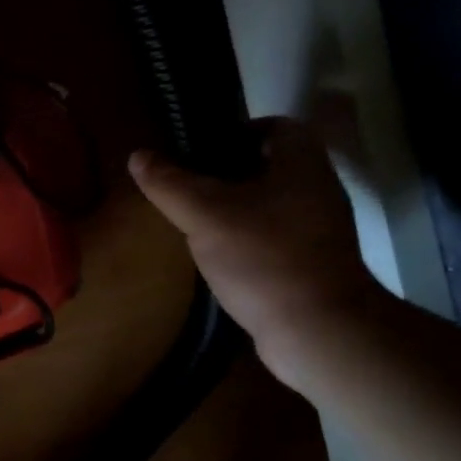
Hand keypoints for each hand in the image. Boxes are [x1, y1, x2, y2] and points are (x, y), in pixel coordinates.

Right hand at [129, 116, 386, 377]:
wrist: (319, 333)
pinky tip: (222, 259)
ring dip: (239, 210)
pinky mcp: (317, 266)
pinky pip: (278, 239)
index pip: (276, 126)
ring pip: (273, 205)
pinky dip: (251, 241)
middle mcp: (319, 191)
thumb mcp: (205, 215)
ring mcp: (322, 231)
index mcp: (302, 164)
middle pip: (271, 166)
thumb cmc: (264, 258)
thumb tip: (137, 156)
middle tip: (191, 187)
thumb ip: (169, 183)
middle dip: (230, 174)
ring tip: (199, 222)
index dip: (237, 132)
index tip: (202, 151)